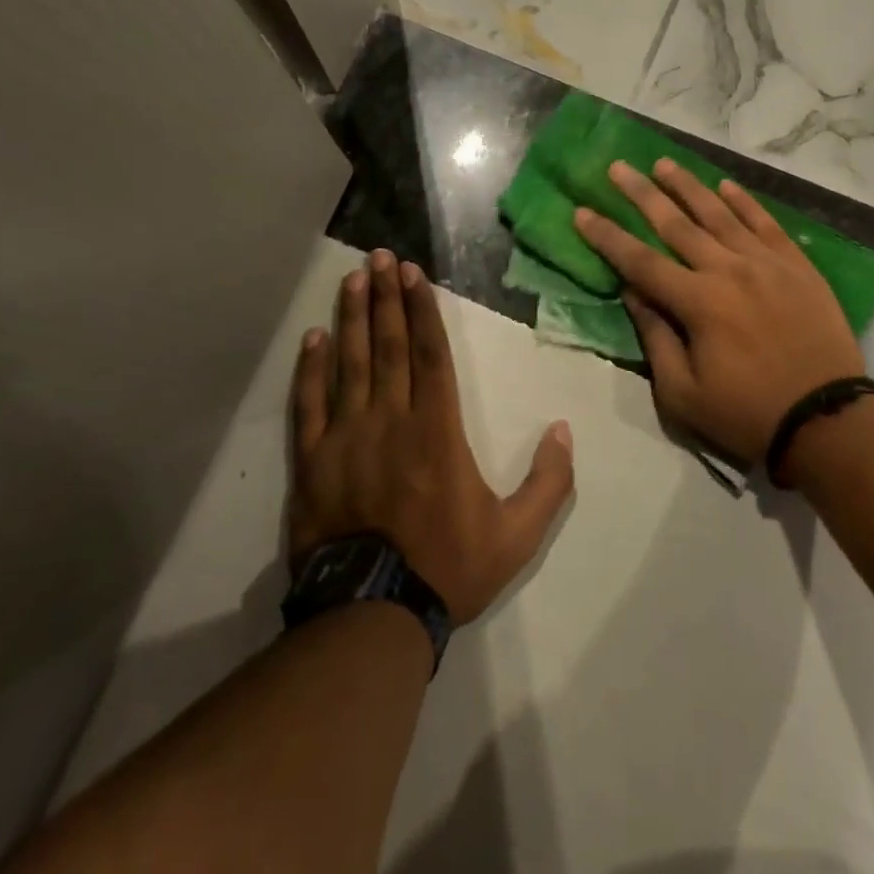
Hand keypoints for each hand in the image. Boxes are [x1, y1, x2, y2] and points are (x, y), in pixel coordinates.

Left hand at [288, 249, 574, 625]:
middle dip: (387, 297)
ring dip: (353, 317)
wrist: (372, 617)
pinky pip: (310, 404)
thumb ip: (548, 482)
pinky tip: (314, 337)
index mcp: (437, 429)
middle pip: (389, 345)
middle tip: (380, 256)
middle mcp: (391, 419)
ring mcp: (347, 437)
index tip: (413, 273)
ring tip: (353, 278)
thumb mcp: (517, 535)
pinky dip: (311, 368)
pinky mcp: (313, 461)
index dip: (421, 308)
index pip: (430, 352)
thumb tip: (562, 430)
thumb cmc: (447, 568)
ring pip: (350, 363)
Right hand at [573, 160, 867, 465]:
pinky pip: (765, 223)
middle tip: (618, 167)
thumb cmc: (748, 414)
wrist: (828, 420)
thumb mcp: (684, 393)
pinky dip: (744, 202)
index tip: (582, 212)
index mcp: (698, 302)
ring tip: (663, 163)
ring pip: (719, 213)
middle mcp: (728, 269)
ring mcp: (766, 262)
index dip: (607, 236)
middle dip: (641, 194)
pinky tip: (725, 185)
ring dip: (688, 186)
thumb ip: (655, 337)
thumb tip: (632, 292)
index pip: (640, 260)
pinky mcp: (796, 265)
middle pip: (676, 224)